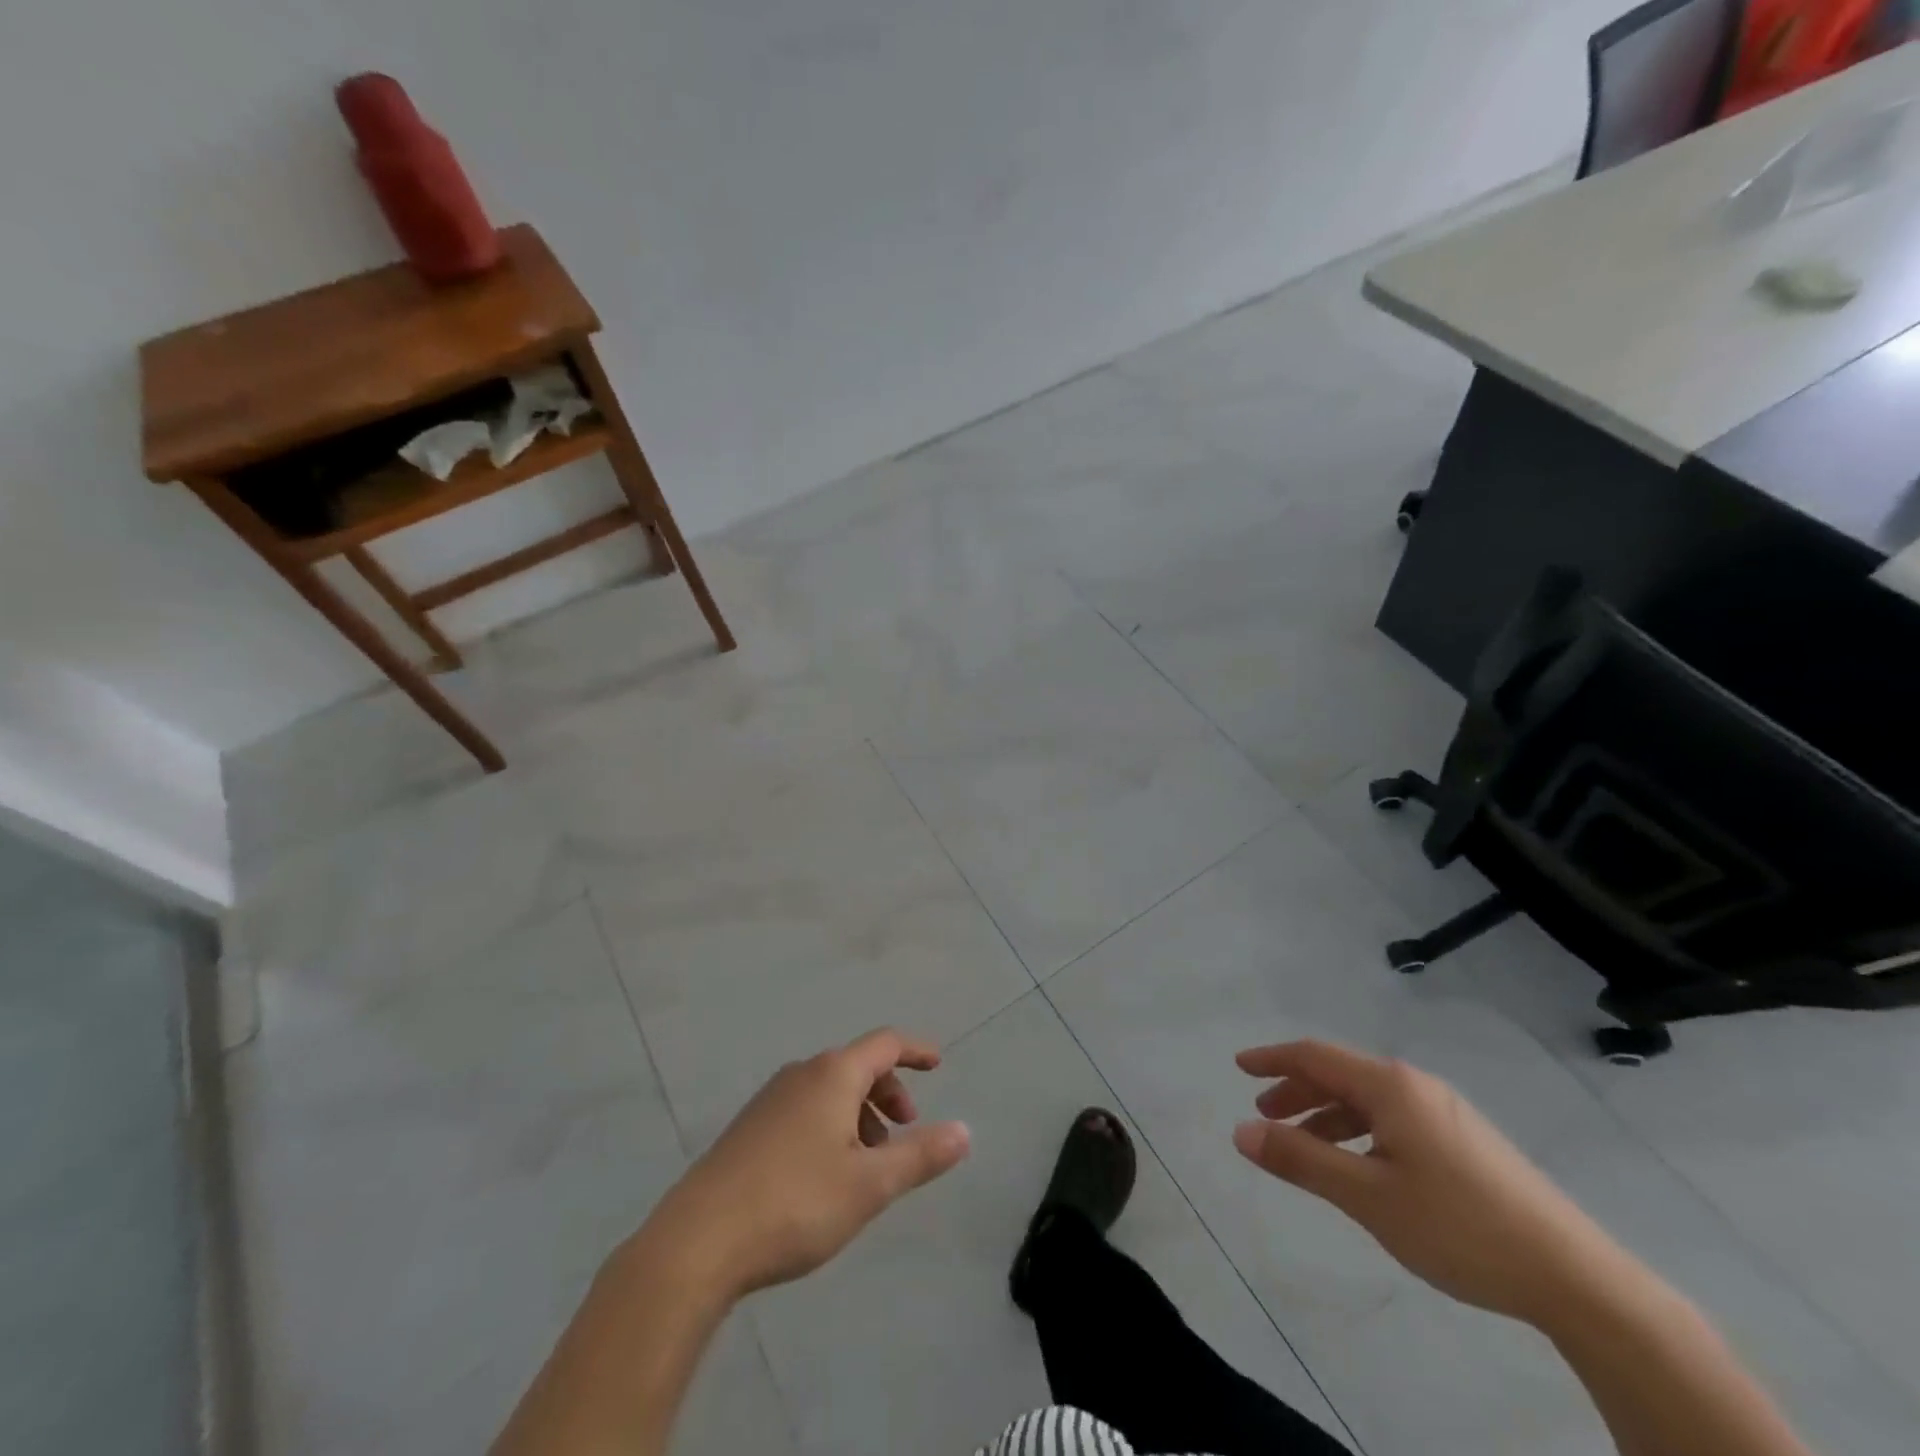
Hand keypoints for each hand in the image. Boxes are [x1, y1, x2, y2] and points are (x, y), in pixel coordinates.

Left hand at [646, 1029, 970, 1298]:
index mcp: (833, 1075)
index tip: (938, 1064)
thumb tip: (965, 1131)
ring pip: (829, 1091)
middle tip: (904, 1134)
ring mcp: (770, 1099)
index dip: (916, 1050)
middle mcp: (801, 1074)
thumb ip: (920, 1156)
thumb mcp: (870, 1185)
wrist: (698, 1241)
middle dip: (888, 1093)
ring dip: (860, 1115)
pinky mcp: (749, 1129)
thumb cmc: (795, 1203)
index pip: (885, 1043)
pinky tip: (826, 1175)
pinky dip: (831, 1126)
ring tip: (868, 1165)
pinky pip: (804, 1110)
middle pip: (857, 1066)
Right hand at [1232, 1040, 1619, 1325]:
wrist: (1577, 1279)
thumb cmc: (1459, 1226)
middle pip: (1341, 1073)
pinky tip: (1360, 1165)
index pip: (1315, 1056)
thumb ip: (1302, 1160)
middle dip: (1297, 1089)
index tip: (1239, 1066)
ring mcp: (1445, 1113)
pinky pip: (1393, 1119)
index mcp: (1390, 1086)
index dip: (1273, 1059)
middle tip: (1264, 1113)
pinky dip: (1359, 1131)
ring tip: (1303, 1144)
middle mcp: (1416, 1086)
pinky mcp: (1465, 1142)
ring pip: (1368, 1100)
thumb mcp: (1368, 1197)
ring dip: (1327, 1114)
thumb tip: (1241, 1131)